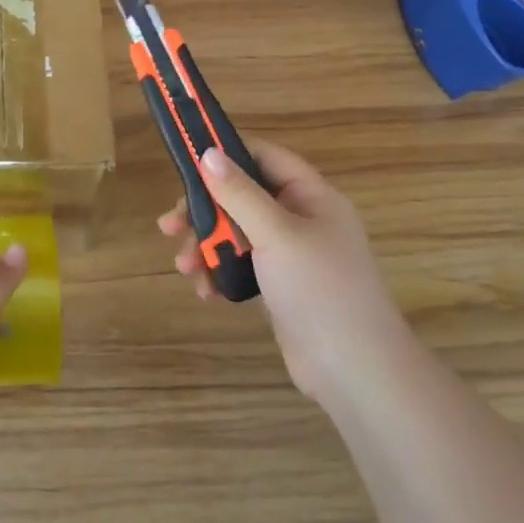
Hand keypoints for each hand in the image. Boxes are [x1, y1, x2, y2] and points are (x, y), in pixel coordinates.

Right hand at [158, 139, 401, 401]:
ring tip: (185, 268)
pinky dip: (221, 273)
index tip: (186, 166)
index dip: (227, 156)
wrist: (353, 370)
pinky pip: (243, 266)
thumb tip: (209, 152)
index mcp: (311, 197)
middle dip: (205, 212)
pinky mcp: (281, 287)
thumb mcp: (276, 234)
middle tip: (170, 227)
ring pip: (238, 234)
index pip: (265, 158)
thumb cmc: (319, 289)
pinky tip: (206, 291)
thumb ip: (239, 193)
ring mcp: (292, 255)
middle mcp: (302, 219)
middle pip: (243, 198)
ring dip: (207, 247)